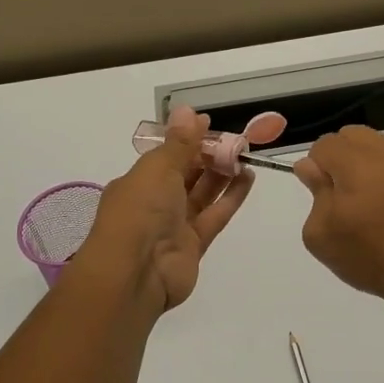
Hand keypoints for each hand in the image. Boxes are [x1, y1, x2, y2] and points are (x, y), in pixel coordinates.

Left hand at [78, 107, 254, 310]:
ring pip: (202, 194)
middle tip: (238, 140)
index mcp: (138, 181)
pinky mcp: (195, 245)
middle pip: (186, 174)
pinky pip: (215, 215)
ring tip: (246, 155)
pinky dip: (231, 197)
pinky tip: (248, 178)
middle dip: (209, 156)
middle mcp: (155, 202)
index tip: (212, 125)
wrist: (135, 273)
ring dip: (223, 174)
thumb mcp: (158, 169)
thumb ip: (179, 143)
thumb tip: (188, 110)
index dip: (188, 139)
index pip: (167, 155)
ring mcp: (175, 225)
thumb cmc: (140, 211)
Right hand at [295, 126, 383, 314]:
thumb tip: (311, 167)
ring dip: (377, 165)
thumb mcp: (323, 237)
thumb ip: (315, 193)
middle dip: (345, 159)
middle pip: (354, 136)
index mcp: (357, 163)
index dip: (320, 168)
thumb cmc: (375, 259)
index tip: (327, 196)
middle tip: (353, 197)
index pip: (325, 144)